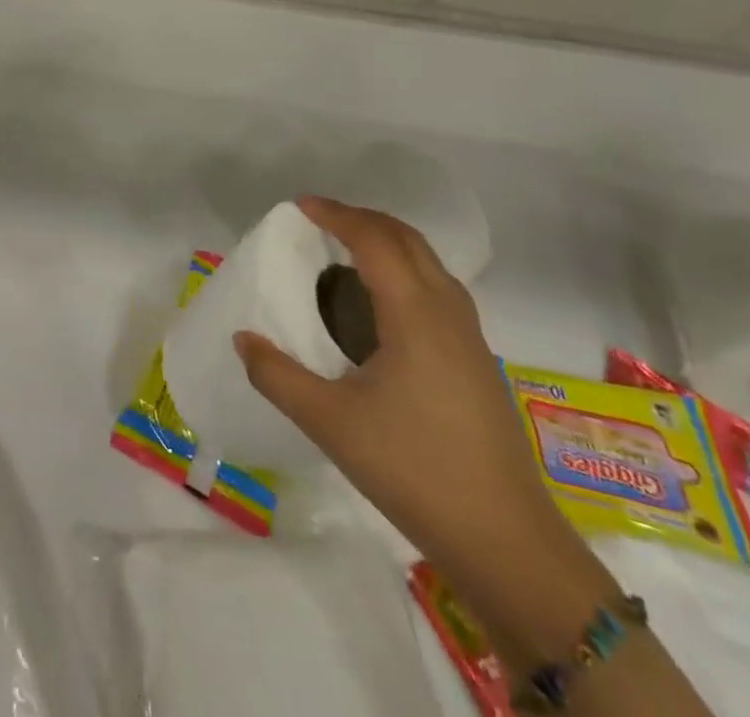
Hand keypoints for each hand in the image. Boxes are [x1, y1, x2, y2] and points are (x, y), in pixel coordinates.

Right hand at [232, 195, 577, 581]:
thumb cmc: (414, 470)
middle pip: (408, 240)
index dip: (337, 215)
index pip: (375, 240)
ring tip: (346, 252)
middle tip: (320, 220)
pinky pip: (438, 290)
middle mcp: (448, 313)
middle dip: (363, 219)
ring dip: (388, 243)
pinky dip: (405, 271)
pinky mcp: (478, 363)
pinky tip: (381, 305)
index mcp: (415, 315)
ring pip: (429, 264)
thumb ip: (277, 375)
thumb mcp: (330, 423)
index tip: (300, 206)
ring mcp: (470, 338)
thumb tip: (242, 339)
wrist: (507, 542)